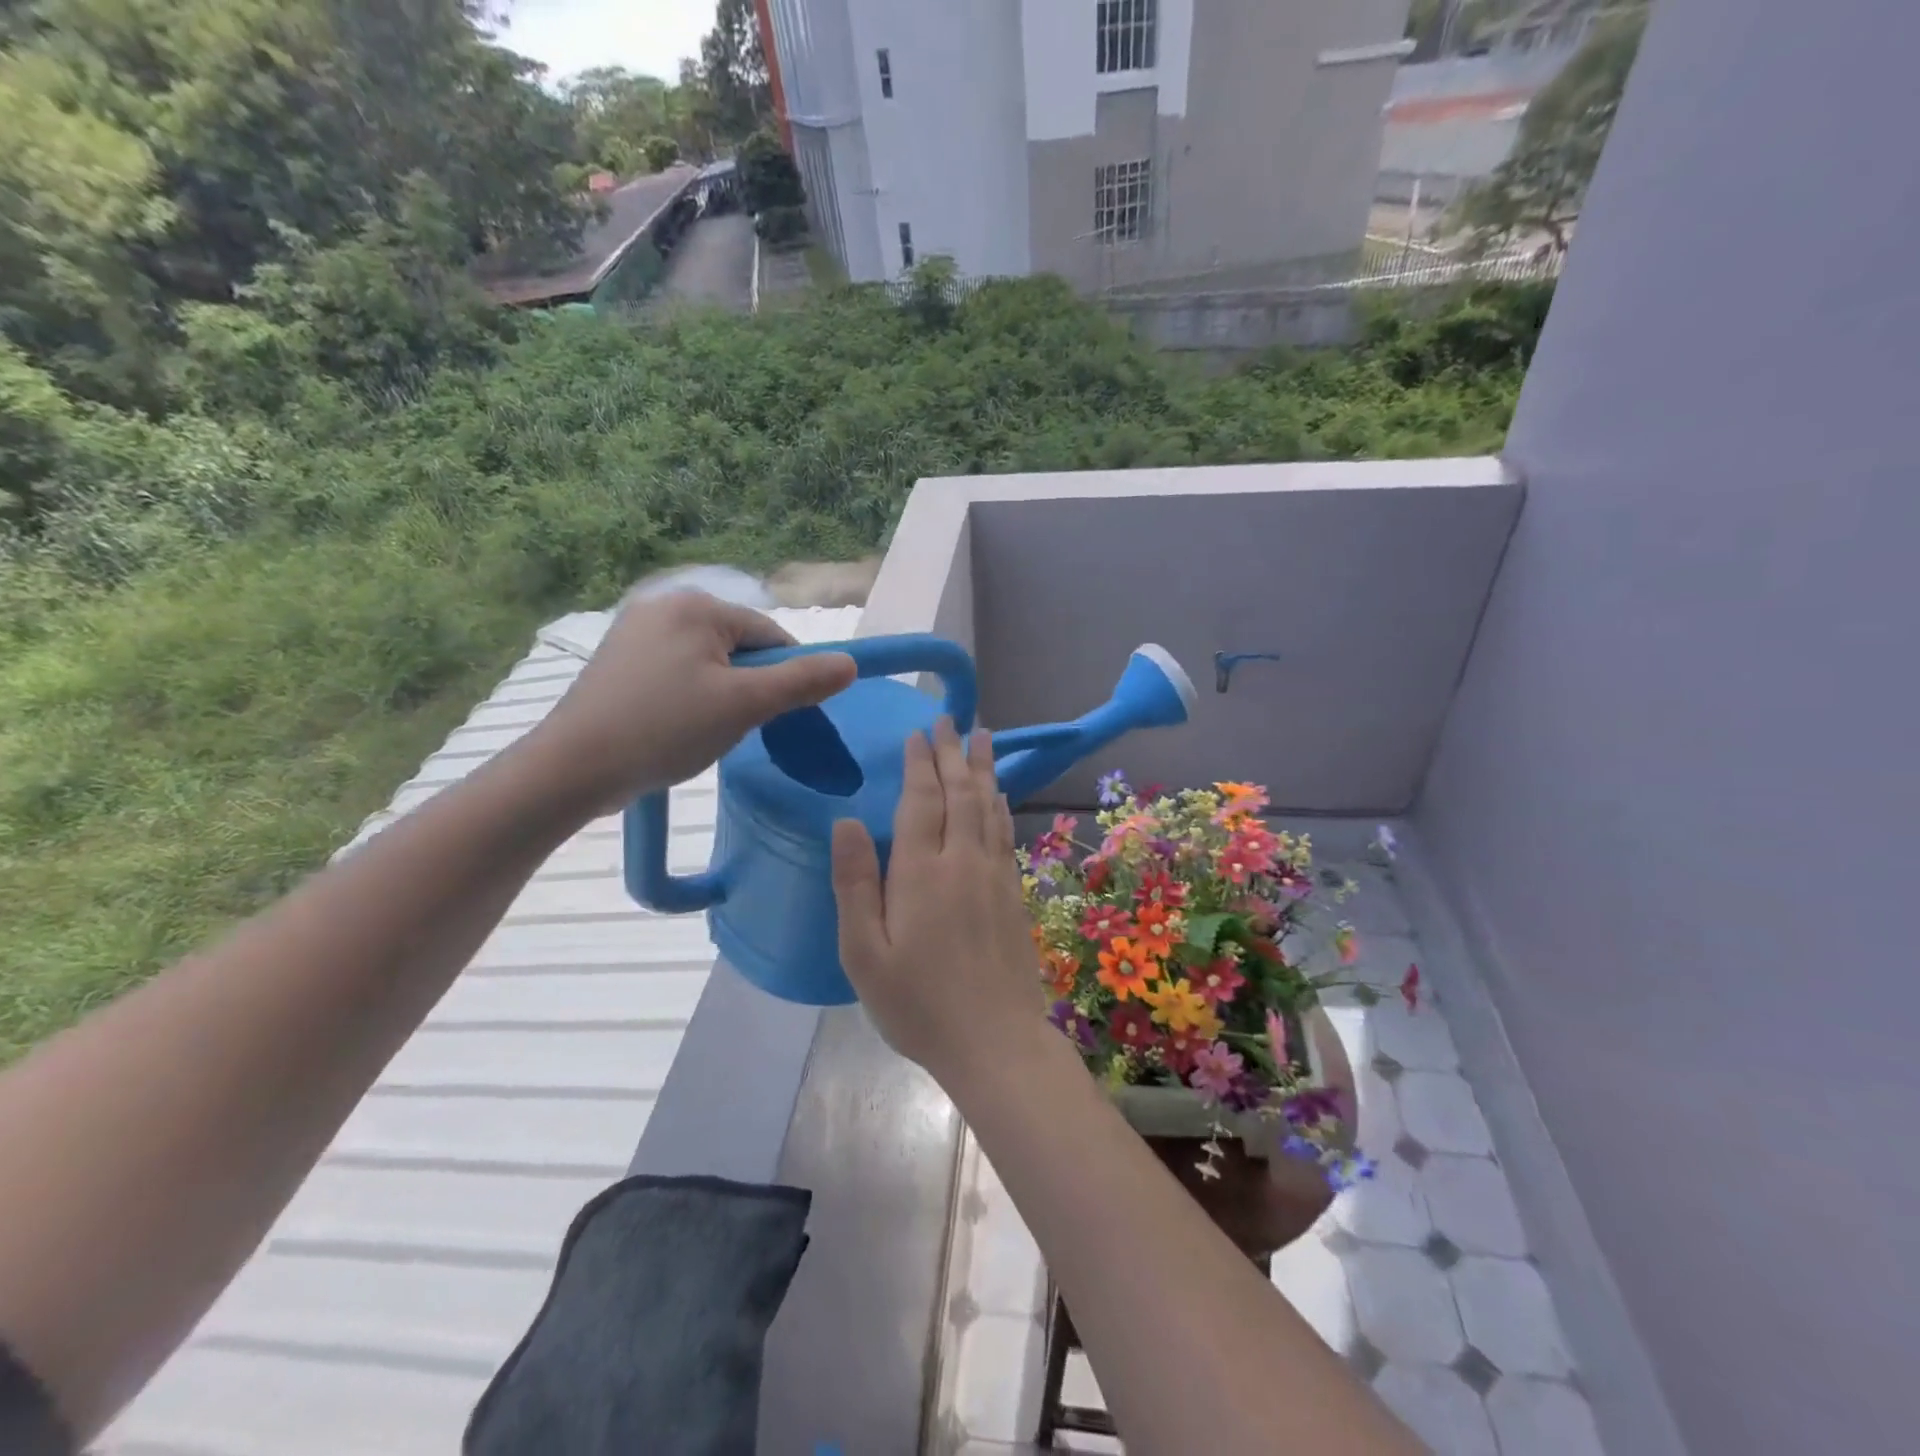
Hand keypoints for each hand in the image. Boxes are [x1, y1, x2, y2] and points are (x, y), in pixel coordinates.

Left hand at [529, 589, 856, 813]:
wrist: (573, 768)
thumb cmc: (665, 729)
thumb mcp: (744, 706)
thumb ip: (801, 682)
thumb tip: (851, 664)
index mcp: (697, 606)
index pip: (770, 634)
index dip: (786, 676)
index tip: (780, 716)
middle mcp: (664, 605)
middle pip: (739, 647)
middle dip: (749, 687)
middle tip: (734, 728)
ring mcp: (635, 631)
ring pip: (709, 663)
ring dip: (721, 696)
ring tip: (702, 732)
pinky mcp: (618, 659)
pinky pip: (678, 672)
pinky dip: (690, 698)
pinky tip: (676, 727)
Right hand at [831, 718, 1046, 1080]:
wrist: (995, 1041)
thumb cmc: (918, 1003)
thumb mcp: (863, 953)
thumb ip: (854, 883)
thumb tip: (845, 821)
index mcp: (921, 872)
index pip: (922, 800)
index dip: (920, 763)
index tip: (919, 732)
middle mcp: (962, 861)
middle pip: (959, 793)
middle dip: (952, 752)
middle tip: (950, 719)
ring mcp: (994, 875)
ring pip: (988, 806)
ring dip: (983, 768)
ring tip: (983, 736)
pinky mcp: (1013, 893)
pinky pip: (1005, 833)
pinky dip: (1001, 804)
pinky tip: (1000, 795)